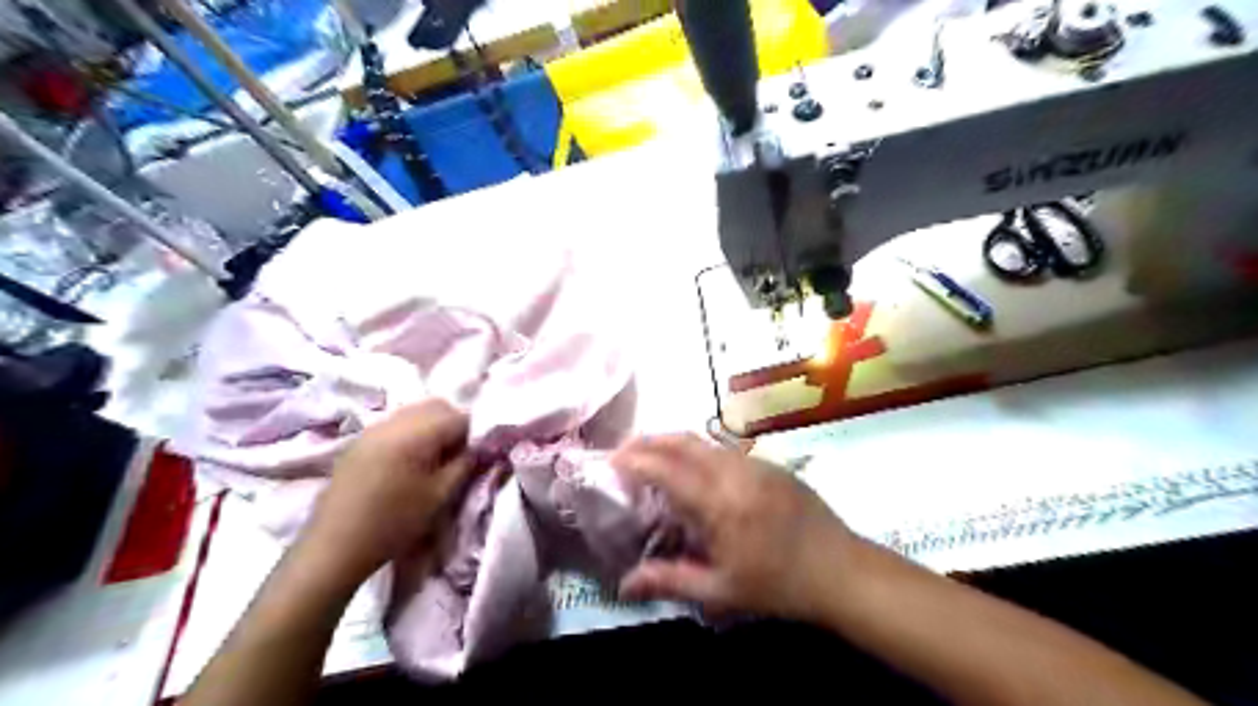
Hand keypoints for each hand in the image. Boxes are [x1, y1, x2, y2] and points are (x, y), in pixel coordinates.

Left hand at [298, 399, 478, 586]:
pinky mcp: (359, 440)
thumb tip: (479, 446)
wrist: (335, 547)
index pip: (459, 416)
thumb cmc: (394, 523)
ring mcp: (373, 428)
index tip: (472, 456)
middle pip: (436, 406)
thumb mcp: (440, 496)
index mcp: (416, 433)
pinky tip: (407, 461)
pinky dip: (410, 432)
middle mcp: (393, 421)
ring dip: (431, 426)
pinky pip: (395, 422)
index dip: (472, 434)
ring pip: (415, 411)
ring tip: (432, 459)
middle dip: (452, 424)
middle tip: (456, 455)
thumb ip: (465, 464)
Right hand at [615, 432, 860, 618]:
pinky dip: (699, 450)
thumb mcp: (721, 590)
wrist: (841, 569)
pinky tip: (695, 469)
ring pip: (705, 440)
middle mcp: (734, 471)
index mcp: (719, 502)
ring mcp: (755, 462)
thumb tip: (624, 585)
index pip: (666, 468)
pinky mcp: (770, 463)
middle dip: (649, 440)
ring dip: (673, 442)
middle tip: (624, 450)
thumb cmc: (778, 585)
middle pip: (683, 441)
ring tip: (653, 456)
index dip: (635, 460)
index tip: (611, 462)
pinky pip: (725, 448)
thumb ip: (670, 580)